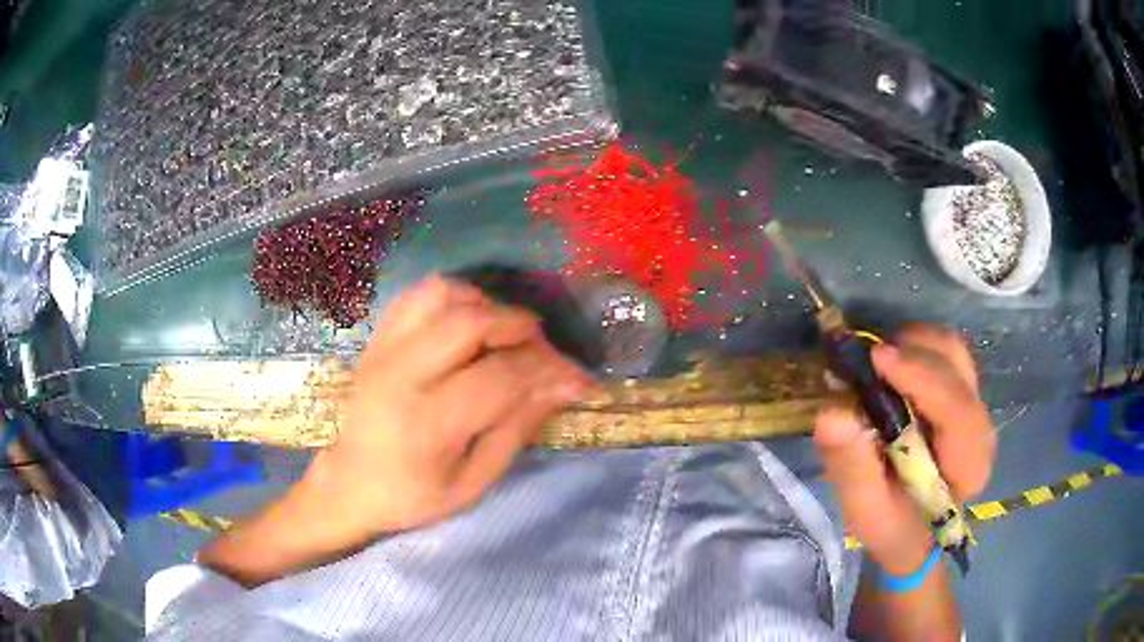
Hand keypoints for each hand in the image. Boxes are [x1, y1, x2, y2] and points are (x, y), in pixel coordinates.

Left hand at [305, 275, 592, 535]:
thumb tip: (564, 385)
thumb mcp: (473, 483)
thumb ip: (516, 429)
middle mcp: (401, 375)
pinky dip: (455, 297)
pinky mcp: (377, 338)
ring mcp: (383, 349)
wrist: (349, 483)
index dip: (550, 371)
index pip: (501, 376)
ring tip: (504, 336)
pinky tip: (469, 323)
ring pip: (445, 295)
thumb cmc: (413, 496)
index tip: (581, 379)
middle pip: (472, 321)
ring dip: (488, 306)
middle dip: (522, 328)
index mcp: (426, 424)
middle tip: (543, 352)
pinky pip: (420, 294)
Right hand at [814, 324, 995, 574]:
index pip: (957, 410)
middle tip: (864, 361)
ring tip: (875, 363)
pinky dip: (914, 346)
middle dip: (912, 353)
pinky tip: (890, 365)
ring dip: (912, 344)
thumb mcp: (865, 510)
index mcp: (969, 466)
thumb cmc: (892, 525)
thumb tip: (831, 413)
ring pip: (952, 349)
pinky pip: (944, 351)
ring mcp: (976, 404)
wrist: (914, 530)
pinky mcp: (964, 391)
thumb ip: (853, 466)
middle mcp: (981, 427)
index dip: (921, 378)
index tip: (875, 358)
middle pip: (956, 366)